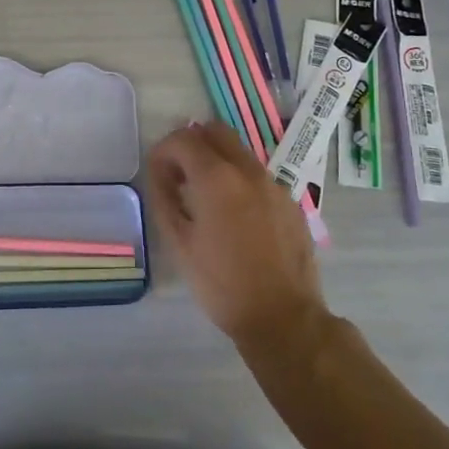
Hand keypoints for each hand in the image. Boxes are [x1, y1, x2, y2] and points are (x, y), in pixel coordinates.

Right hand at [146, 123, 326, 353]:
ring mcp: (273, 184)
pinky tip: (235, 216)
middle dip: (192, 145)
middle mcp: (247, 170)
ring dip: (216, 160)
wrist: (283, 317)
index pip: (183, 139)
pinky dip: (238, 180)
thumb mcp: (179, 243)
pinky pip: (257, 175)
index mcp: (216, 178)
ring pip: (239, 151)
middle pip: (215, 132)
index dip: (163, 151)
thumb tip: (161, 173)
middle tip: (179, 176)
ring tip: (205, 197)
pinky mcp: (290, 201)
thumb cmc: (222, 283)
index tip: (158, 174)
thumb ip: (164, 198)